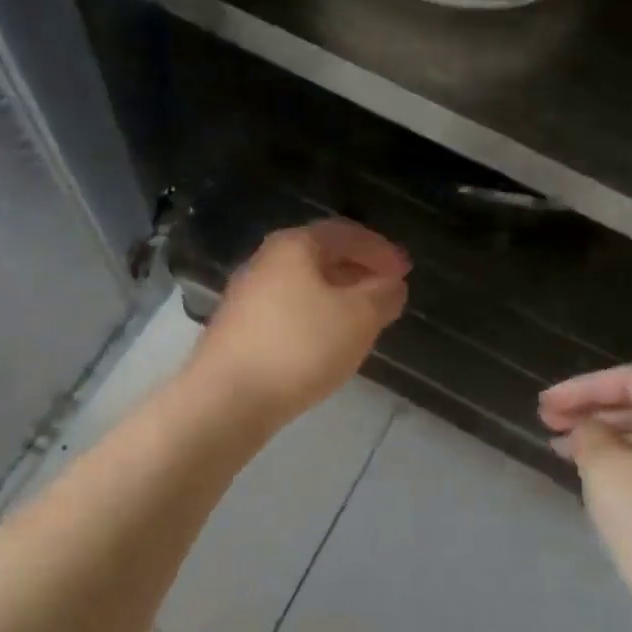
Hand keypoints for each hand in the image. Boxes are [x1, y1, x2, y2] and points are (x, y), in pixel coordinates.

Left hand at [187, 220, 409, 427]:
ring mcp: (246, 296)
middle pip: (320, 256)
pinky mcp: (238, 329)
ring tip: (362, 319)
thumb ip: (382, 295)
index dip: (379, 249)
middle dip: (357, 271)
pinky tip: (326, 342)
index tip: (405, 270)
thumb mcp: (358, 317)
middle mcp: (265, 261)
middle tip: (387, 291)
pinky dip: (314, 317)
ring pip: (303, 286)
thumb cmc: (300, 346)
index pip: (345, 233)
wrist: (226, 397)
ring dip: (336, 296)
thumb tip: (390, 284)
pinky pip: (287, 311)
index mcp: (294, 246)